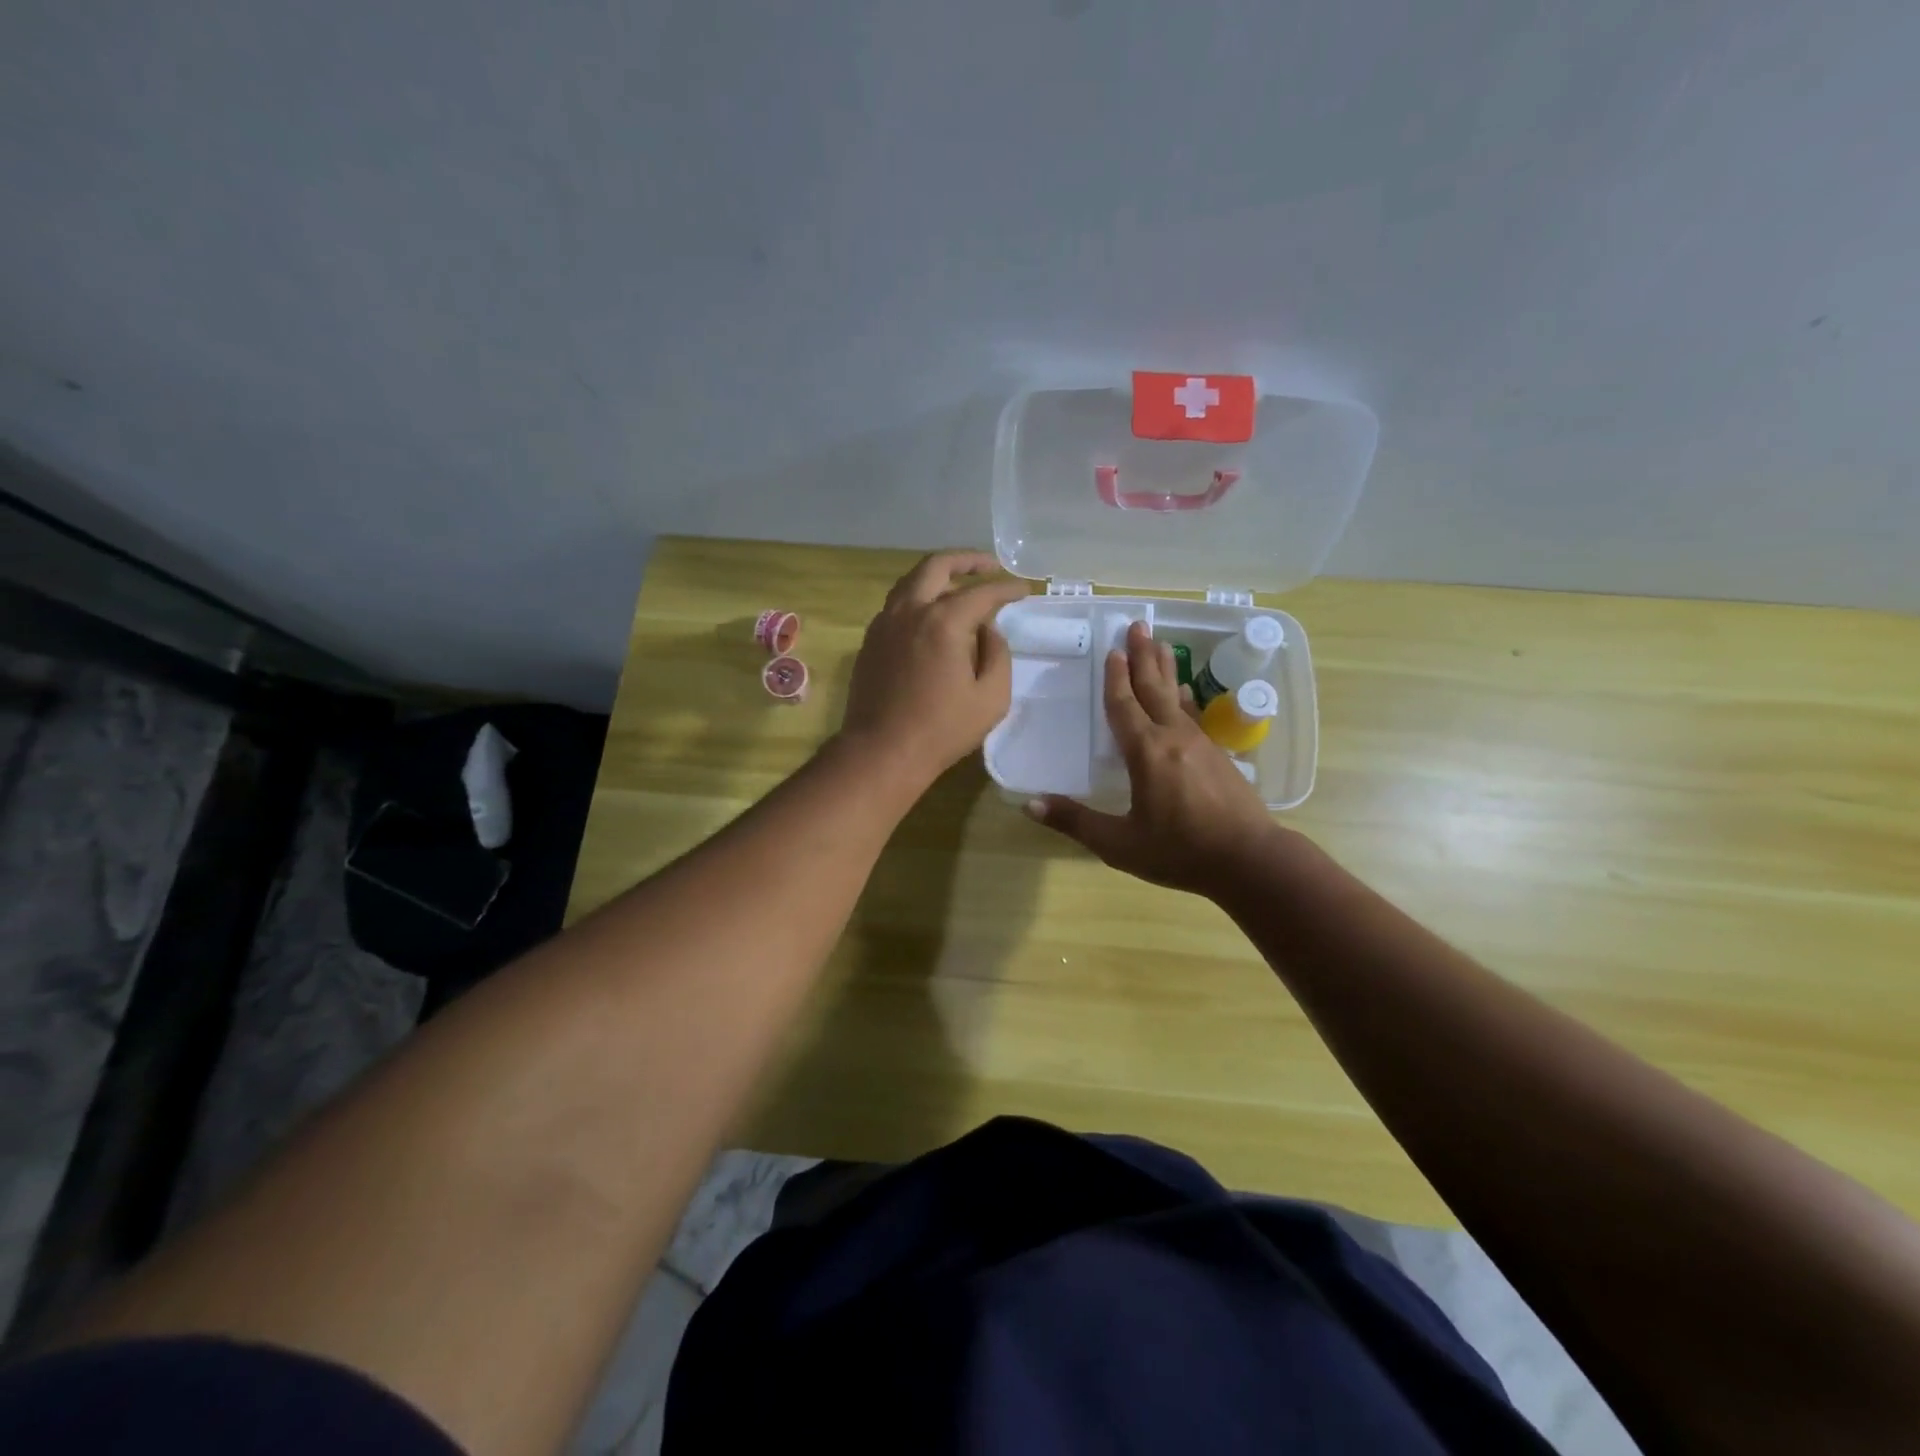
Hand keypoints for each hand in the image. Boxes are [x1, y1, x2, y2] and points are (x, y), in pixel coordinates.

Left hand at [840, 550, 1029, 787]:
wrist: (882, 752)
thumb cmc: (942, 730)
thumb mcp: (991, 698)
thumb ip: (998, 655)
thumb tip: (989, 631)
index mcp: (943, 622)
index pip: (982, 592)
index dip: (1007, 588)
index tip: (1024, 589)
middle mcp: (910, 611)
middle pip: (938, 566)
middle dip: (968, 560)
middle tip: (990, 566)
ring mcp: (884, 623)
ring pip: (911, 581)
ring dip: (939, 575)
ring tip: (960, 584)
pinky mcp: (871, 640)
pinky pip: (897, 604)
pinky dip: (919, 597)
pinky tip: (932, 615)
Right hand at [1028, 621, 1287, 895]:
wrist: (1250, 860)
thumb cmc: (1180, 851)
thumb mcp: (1120, 844)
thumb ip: (1075, 822)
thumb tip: (1029, 805)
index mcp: (1146, 753)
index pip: (1125, 706)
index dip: (1115, 679)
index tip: (1112, 651)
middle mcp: (1173, 738)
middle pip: (1153, 689)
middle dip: (1143, 657)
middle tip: (1138, 625)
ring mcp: (1200, 744)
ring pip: (1176, 697)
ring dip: (1165, 669)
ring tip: (1160, 644)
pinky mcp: (1218, 755)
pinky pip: (1193, 715)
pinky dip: (1184, 697)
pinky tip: (1184, 692)